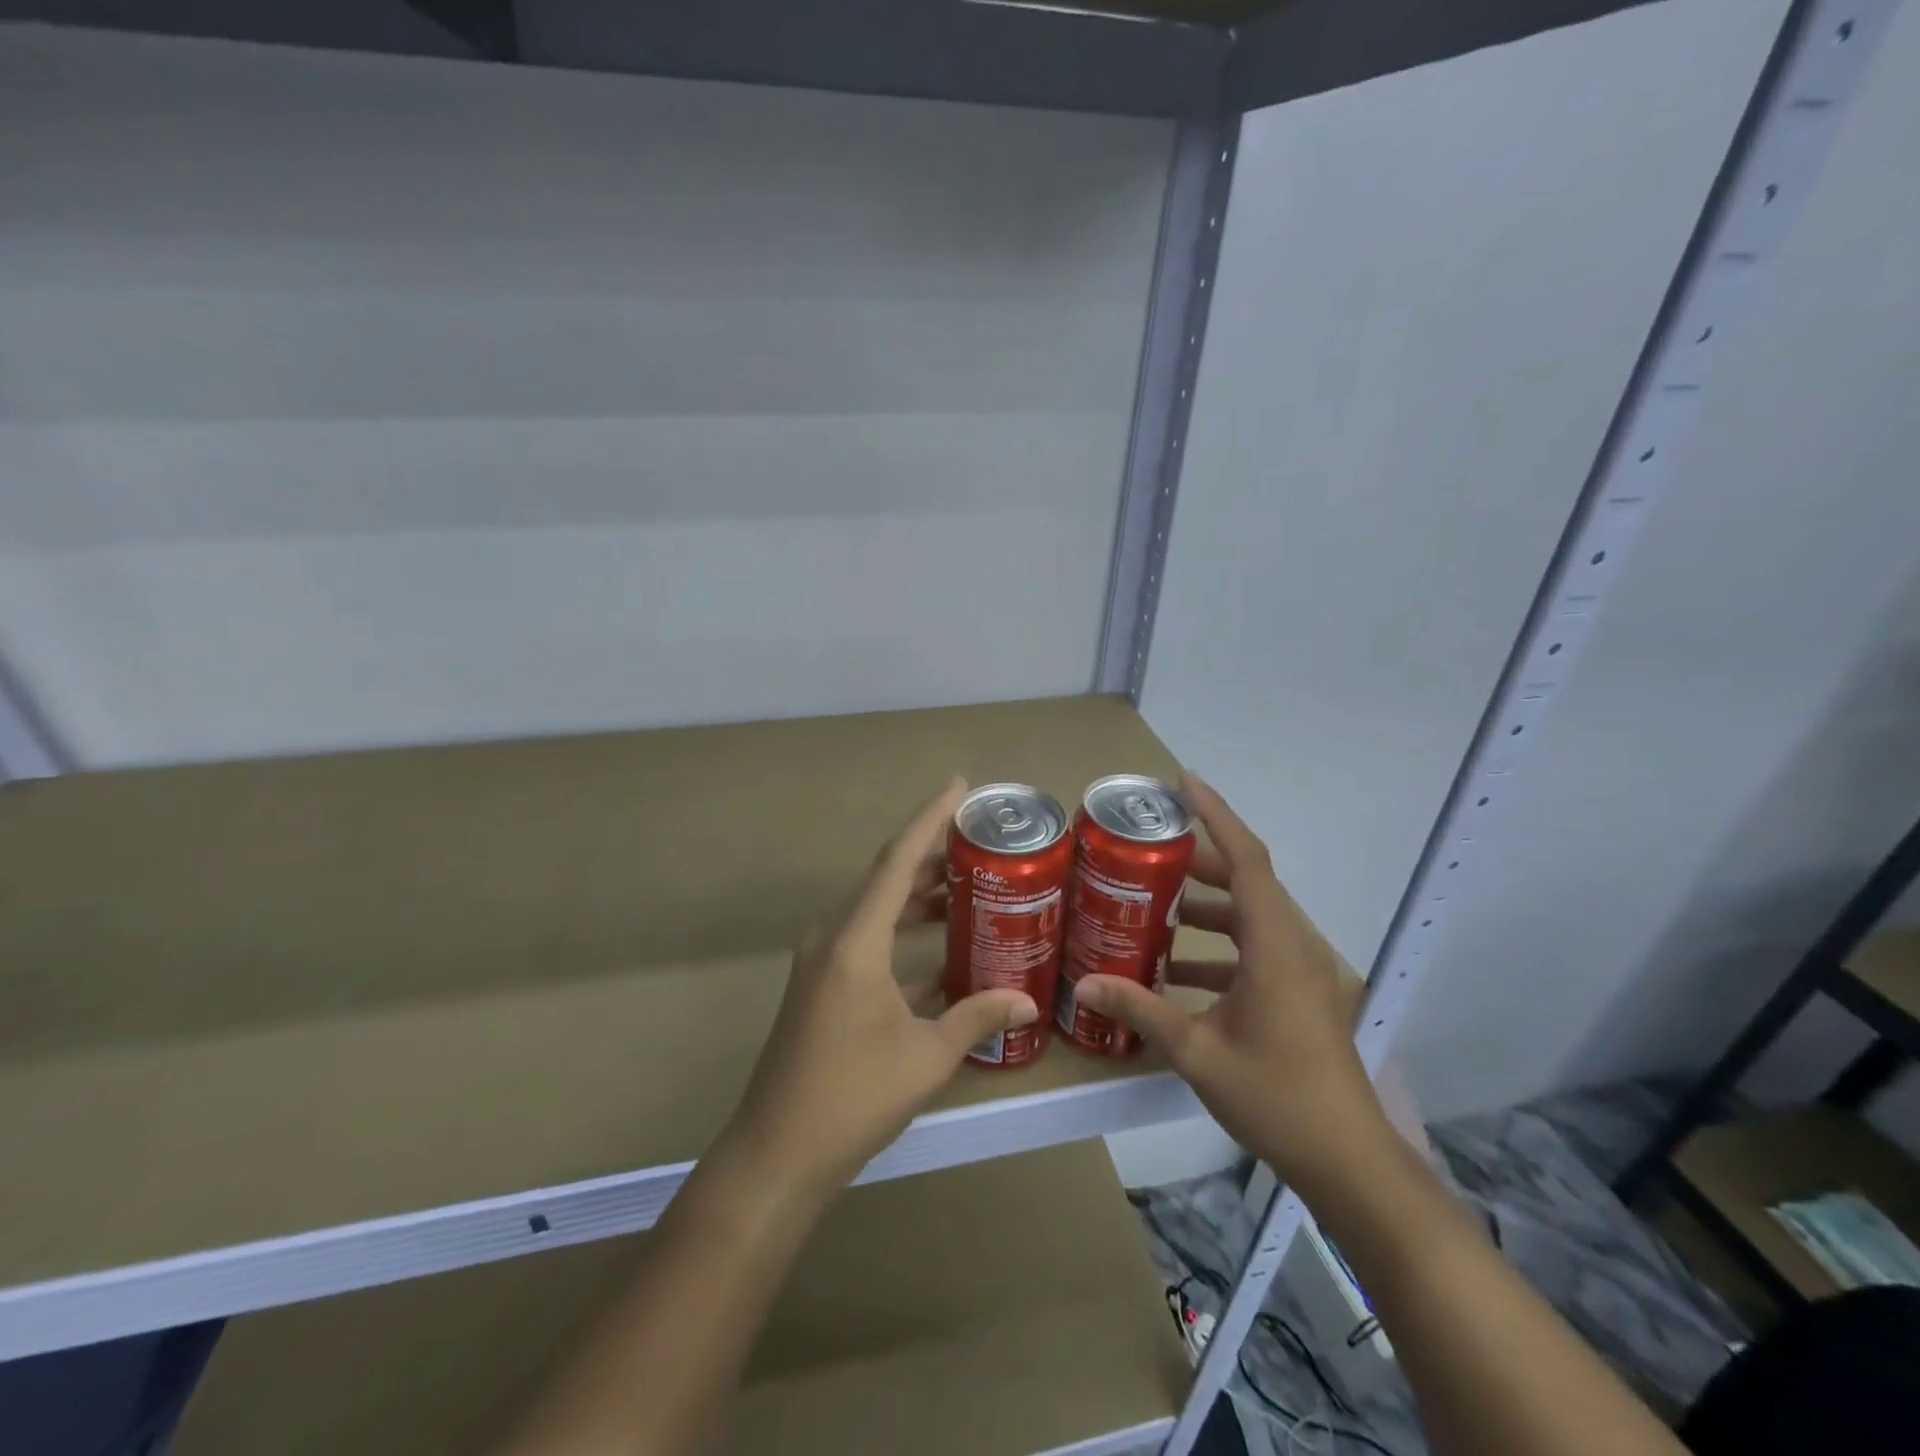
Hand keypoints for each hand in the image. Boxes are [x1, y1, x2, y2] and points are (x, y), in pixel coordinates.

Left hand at [727, 778, 1039, 1192]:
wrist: (777, 1153)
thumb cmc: (853, 1096)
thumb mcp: (926, 1056)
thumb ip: (977, 1018)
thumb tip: (1029, 1002)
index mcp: (855, 940)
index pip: (897, 861)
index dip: (929, 818)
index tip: (959, 785)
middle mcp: (833, 937)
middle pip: (887, 879)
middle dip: (933, 857)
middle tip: (980, 843)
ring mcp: (822, 962)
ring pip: (877, 910)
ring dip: (918, 898)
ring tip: (969, 887)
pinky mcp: (821, 985)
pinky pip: (868, 942)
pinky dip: (903, 937)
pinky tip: (942, 952)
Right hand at [1072, 774, 1392, 1198]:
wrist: (1348, 1160)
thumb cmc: (1276, 1097)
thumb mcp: (1197, 1052)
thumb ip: (1140, 1010)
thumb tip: (1083, 985)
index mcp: (1276, 945)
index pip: (1247, 859)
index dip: (1216, 815)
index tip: (1184, 782)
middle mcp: (1295, 945)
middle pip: (1248, 882)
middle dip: (1198, 864)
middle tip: (1148, 856)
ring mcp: (1304, 971)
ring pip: (1253, 916)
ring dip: (1208, 909)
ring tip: (1156, 910)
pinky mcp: (1303, 993)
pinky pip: (1259, 949)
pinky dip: (1221, 948)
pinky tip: (1179, 973)